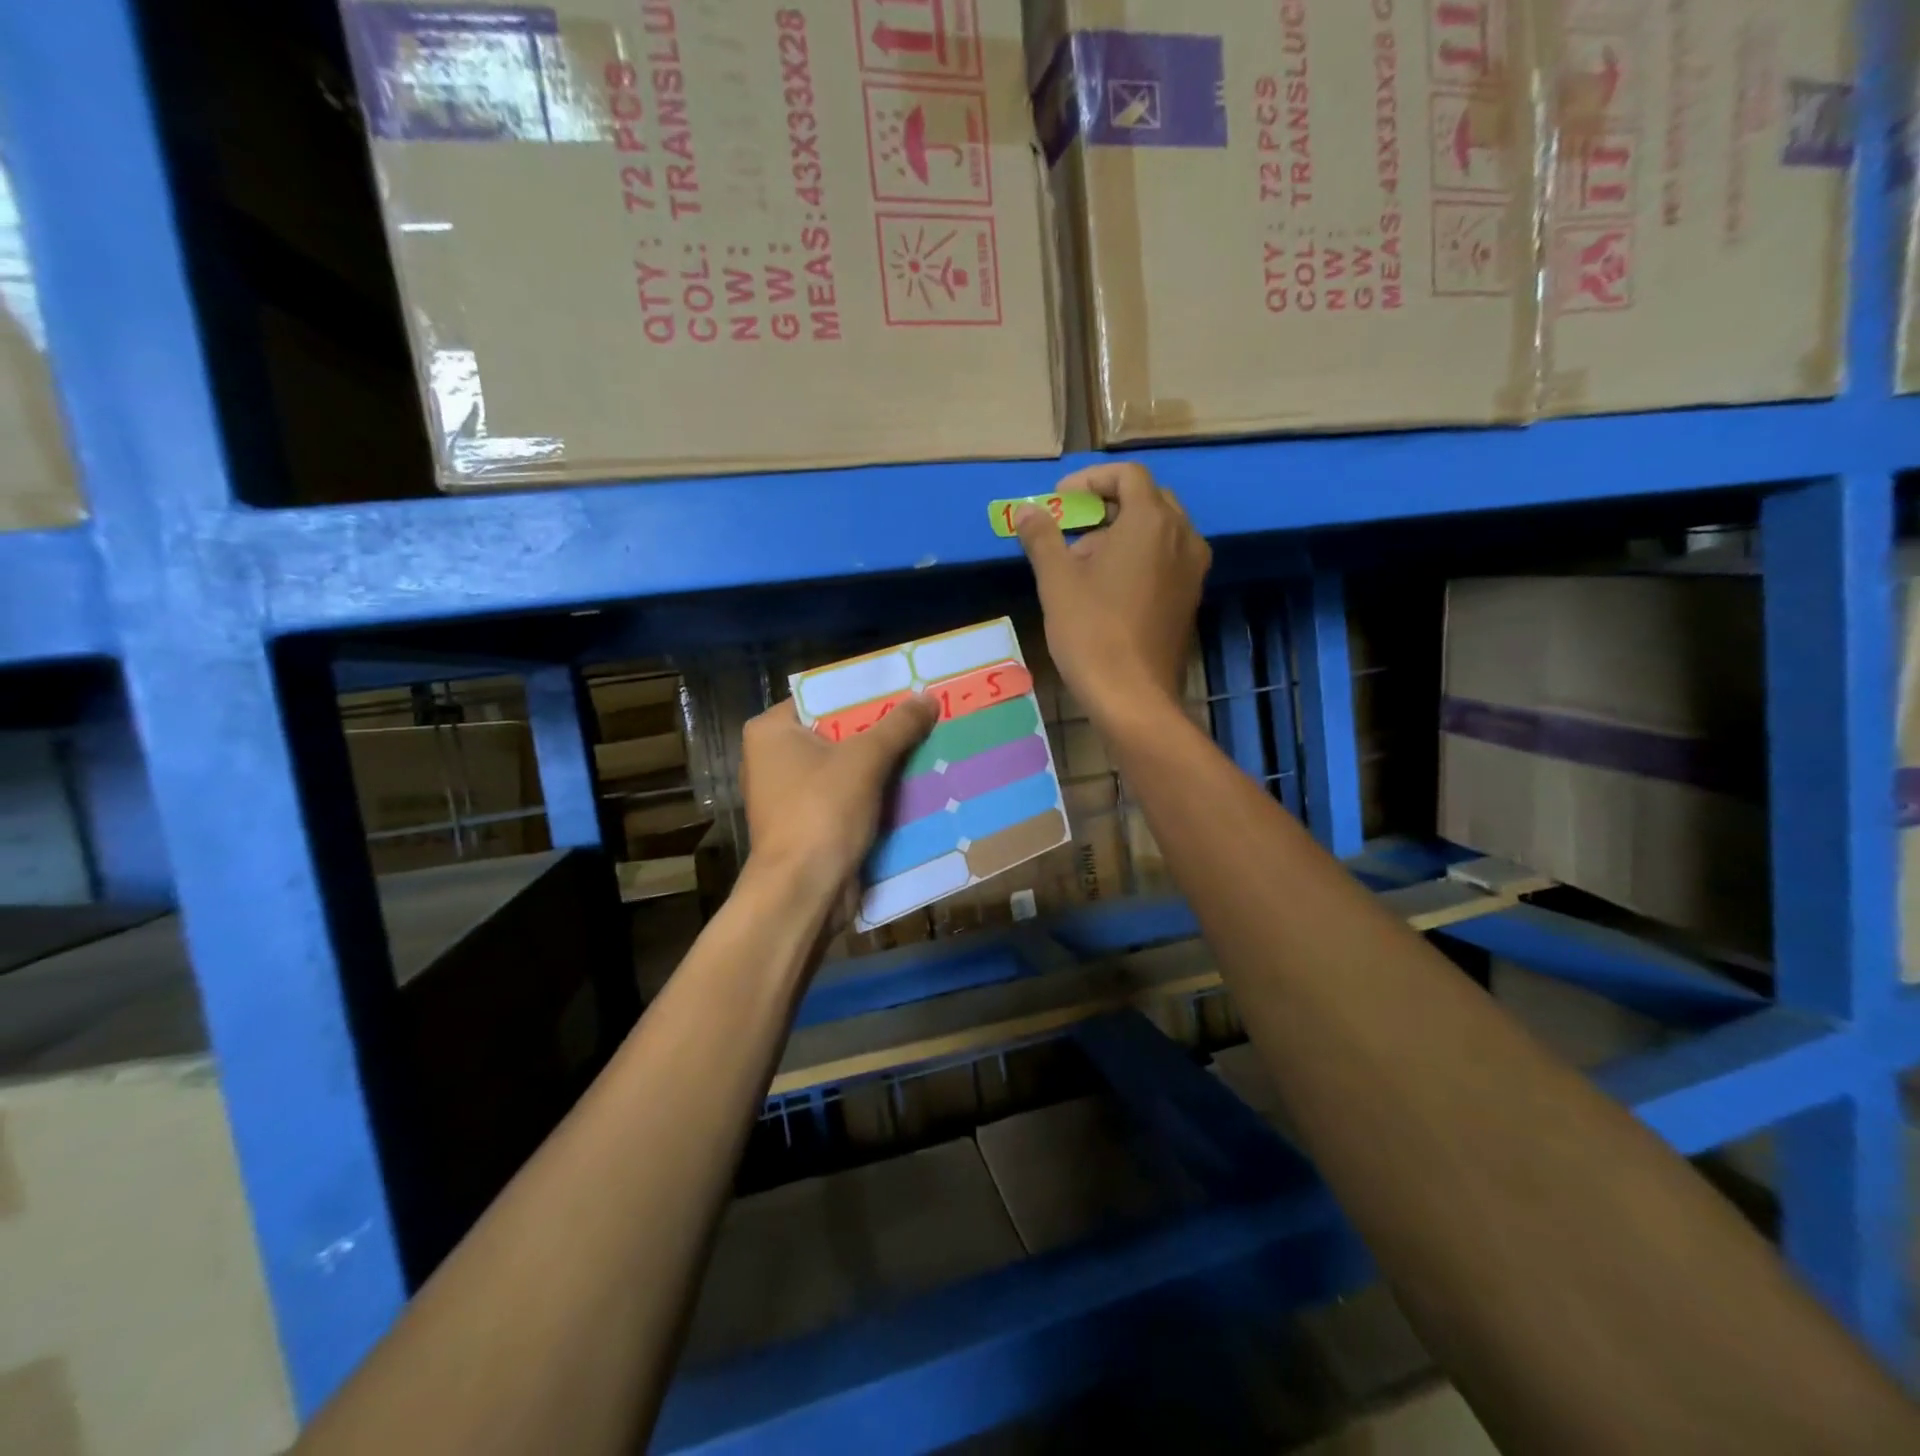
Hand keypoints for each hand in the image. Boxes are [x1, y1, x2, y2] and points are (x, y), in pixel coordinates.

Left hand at [740, 695, 938, 897]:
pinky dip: (874, 793)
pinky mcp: (806, 824)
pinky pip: (846, 797)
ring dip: (882, 763)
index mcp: (771, 731)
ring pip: (844, 767)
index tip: (904, 690)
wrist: (803, 891)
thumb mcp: (866, 760)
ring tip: (926, 746)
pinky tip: (913, 785)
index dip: (864, 694)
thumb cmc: (823, 811)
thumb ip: (898, 726)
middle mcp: (772, 758)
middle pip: (837, 733)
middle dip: (880, 730)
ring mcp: (788, 795)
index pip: (822, 698)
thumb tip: (928, 698)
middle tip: (923, 717)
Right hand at [1016, 462, 1210, 725]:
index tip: (1060, 500)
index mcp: (1151, 522)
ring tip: (1083, 564)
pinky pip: (1166, 559)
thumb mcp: (1057, 581)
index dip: (1090, 479)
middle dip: (1106, 506)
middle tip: (1071, 528)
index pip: (1128, 475)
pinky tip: (1108, 588)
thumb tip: (1026, 511)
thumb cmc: (1091, 632)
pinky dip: (1139, 558)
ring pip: (1158, 531)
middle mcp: (1182, 536)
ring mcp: (1192, 569)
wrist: (1133, 696)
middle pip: (1147, 499)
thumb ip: (1042, 537)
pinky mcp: (1190, 597)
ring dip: (1121, 533)